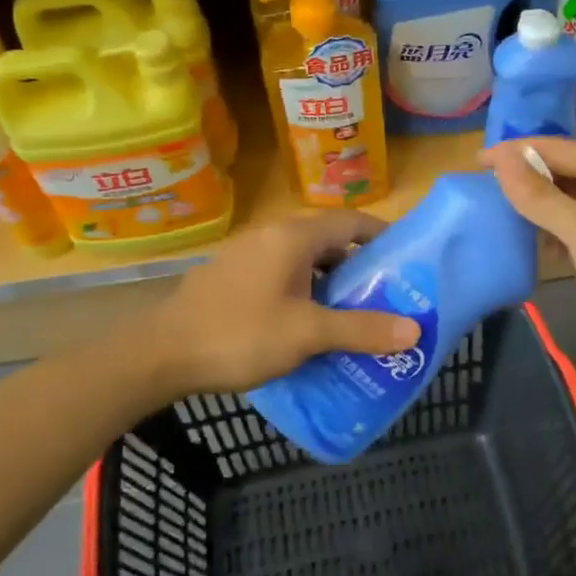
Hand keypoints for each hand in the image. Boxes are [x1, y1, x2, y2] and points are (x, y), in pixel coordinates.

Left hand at [144, 211, 421, 395]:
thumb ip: (361, 330)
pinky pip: (279, 276)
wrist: (160, 355)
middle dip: (358, 267)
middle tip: (386, 296)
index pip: (351, 221)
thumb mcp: (307, 334)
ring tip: (352, 315)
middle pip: (328, 242)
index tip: (407, 260)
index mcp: (293, 237)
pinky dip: (302, 293)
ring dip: (329, 284)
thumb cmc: (240, 335)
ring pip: (302, 262)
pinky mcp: (230, 278)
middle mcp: (270, 236)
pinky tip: (306, 326)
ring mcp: (246, 256)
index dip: (382, 236)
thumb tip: (415, 330)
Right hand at [484, 137, 575, 368]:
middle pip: (566, 166)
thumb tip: (500, 158)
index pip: (557, 147)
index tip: (477, 162)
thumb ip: (538, 195)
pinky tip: (542, 240)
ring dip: (543, 201)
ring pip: (573, 193)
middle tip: (487, 187)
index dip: (516, 151)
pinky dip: (560, 223)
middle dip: (528, 175)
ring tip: (506, 212)